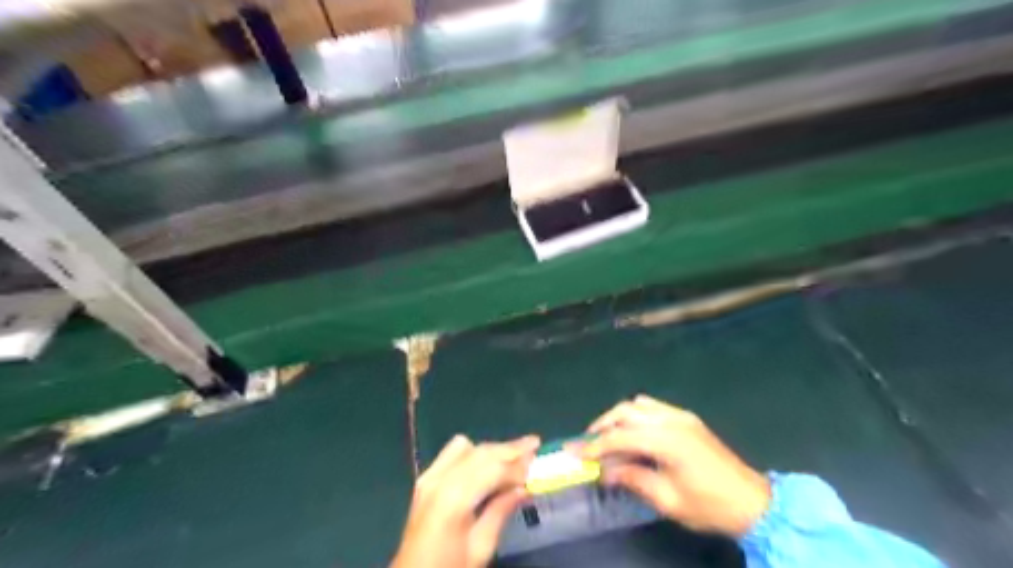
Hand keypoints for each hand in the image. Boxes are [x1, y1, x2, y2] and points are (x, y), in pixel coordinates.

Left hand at [390, 435, 541, 567]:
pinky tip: (489, 463)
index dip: (517, 465)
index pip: (493, 469)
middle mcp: (439, 479)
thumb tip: (524, 487)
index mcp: (453, 499)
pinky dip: (475, 452)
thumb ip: (500, 512)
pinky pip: (453, 453)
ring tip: (515, 454)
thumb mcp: (480, 549)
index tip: (538, 462)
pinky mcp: (425, 478)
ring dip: (492, 449)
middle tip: (534, 444)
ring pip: (466, 447)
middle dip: (509, 448)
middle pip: (480, 452)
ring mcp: (429, 476)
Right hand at [573, 395, 771, 536]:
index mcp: (666, 440)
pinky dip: (635, 414)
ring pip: (638, 404)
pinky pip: (653, 406)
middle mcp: (671, 419)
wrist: (753, 502)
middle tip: (588, 443)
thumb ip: (632, 478)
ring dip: (618, 417)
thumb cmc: (709, 505)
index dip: (594, 445)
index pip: (620, 436)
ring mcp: (680, 415)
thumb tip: (604, 470)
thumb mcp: (667, 500)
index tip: (573, 451)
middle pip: (626, 411)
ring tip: (606, 436)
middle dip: (602, 425)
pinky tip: (632, 432)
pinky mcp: (687, 418)